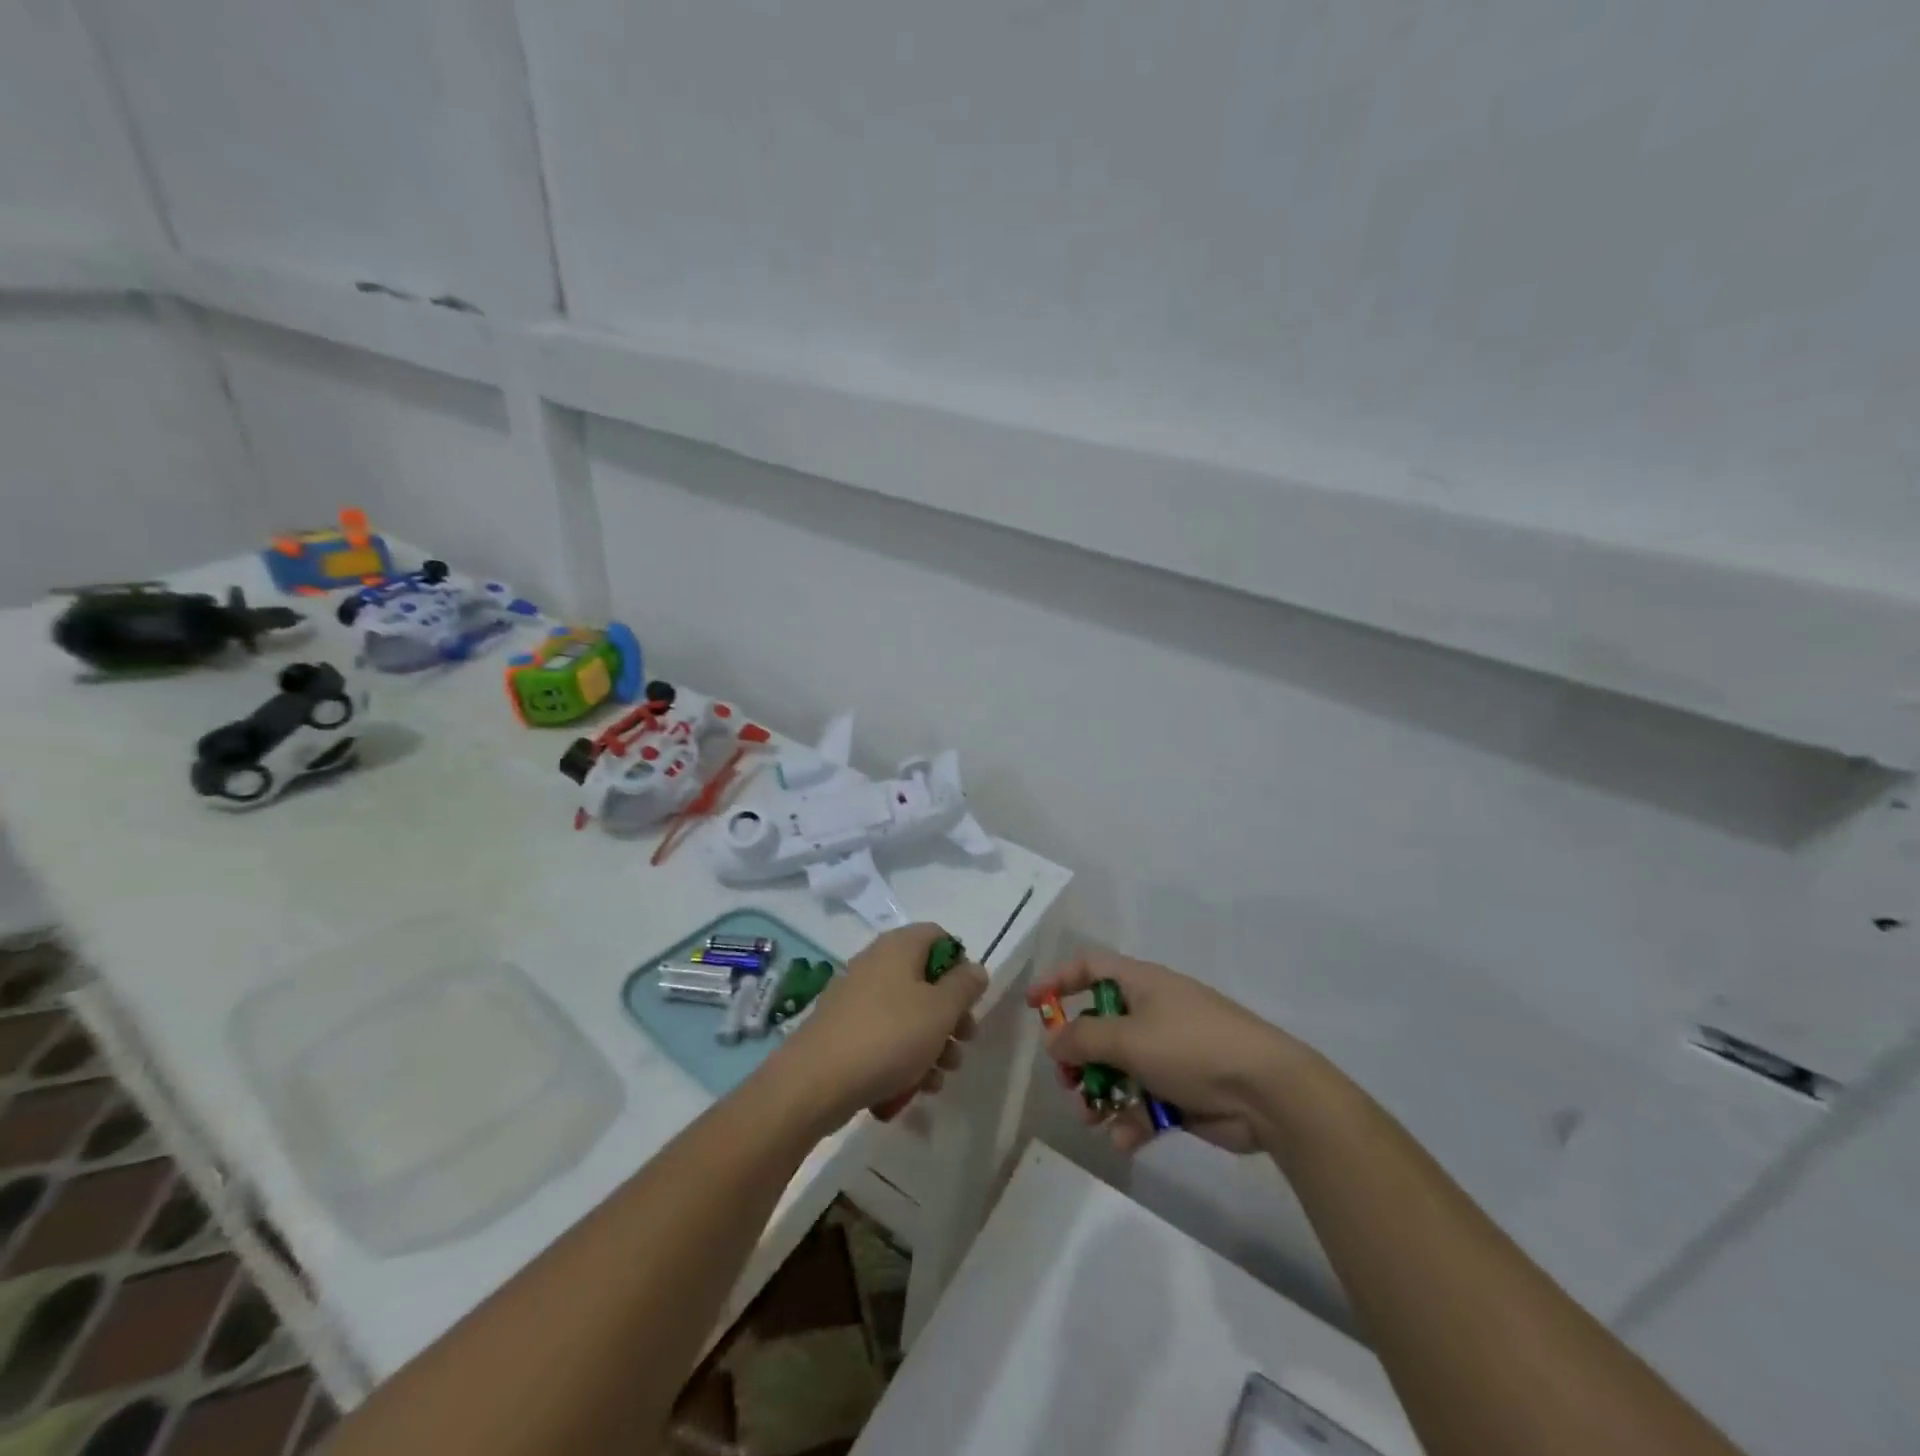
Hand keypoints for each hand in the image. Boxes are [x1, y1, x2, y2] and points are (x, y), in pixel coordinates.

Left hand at [778, 923, 987, 1128]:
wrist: (816, 1082)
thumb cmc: (888, 1036)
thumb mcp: (940, 1010)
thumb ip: (964, 987)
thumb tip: (975, 969)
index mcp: (899, 947)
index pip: (939, 936)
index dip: (960, 963)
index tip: (970, 998)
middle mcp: (876, 963)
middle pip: (926, 979)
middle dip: (950, 1014)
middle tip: (964, 1042)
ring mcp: (856, 997)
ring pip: (907, 1012)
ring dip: (931, 1042)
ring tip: (940, 1077)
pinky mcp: (844, 1030)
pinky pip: (884, 1035)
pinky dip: (903, 1057)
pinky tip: (914, 1088)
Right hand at [1031, 947, 1313, 1155]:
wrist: (1268, 1093)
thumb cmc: (1192, 1047)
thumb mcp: (1129, 1037)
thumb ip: (1082, 1038)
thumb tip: (1053, 1041)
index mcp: (1141, 984)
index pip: (1089, 967)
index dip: (1058, 981)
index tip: (1033, 1006)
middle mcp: (1152, 1012)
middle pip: (1099, 1026)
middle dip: (1077, 1056)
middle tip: (1066, 1080)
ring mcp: (1168, 1053)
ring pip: (1117, 1069)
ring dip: (1098, 1093)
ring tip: (1090, 1116)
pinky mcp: (1182, 1092)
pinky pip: (1143, 1102)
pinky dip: (1130, 1119)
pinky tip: (1124, 1138)